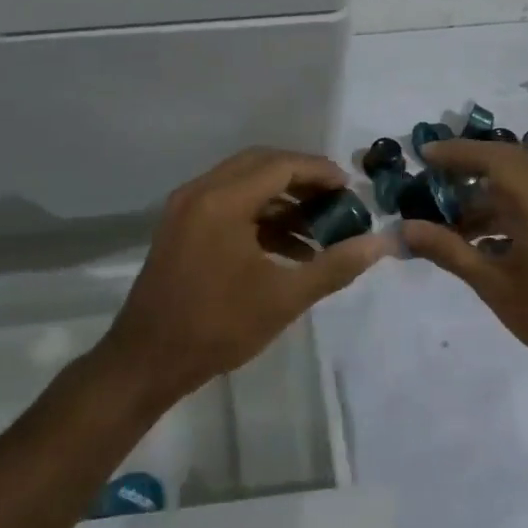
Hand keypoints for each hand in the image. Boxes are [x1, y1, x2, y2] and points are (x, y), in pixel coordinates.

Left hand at [102, 148, 388, 406]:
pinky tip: (289, 247)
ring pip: (243, 184)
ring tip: (319, 227)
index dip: (320, 172)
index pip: (281, 165)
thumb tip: (380, 244)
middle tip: (336, 199)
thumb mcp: (284, 297)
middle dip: (302, 179)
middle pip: (261, 165)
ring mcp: (186, 208)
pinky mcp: (181, 227)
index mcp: (222, 201)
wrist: (147, 361)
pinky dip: (259, 216)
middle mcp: (201, 191)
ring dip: (282, 199)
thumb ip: (335, 266)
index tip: (351, 189)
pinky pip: (227, 204)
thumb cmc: (218, 327)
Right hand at [402, 139, 527, 372]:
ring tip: (448, 219)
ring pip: (519, 182)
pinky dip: (504, 208)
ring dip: (484, 194)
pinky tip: (479, 237)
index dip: (455, 152)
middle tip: (431, 179)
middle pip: (505, 162)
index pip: (491, 157)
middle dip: (467, 168)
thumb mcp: (491, 282)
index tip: (423, 155)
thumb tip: (402, 230)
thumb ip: (446, 249)